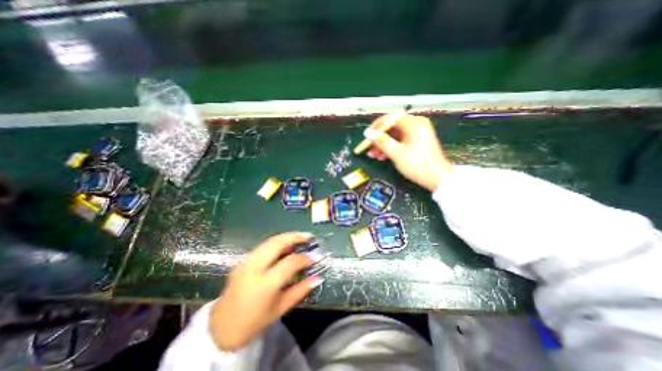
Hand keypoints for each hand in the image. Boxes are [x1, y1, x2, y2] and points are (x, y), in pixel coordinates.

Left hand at [209, 231, 323, 350]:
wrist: (222, 327)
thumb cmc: (255, 321)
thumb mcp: (281, 308)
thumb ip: (301, 291)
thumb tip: (318, 278)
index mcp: (265, 284)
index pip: (289, 263)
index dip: (304, 258)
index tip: (313, 258)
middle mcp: (254, 268)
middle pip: (277, 243)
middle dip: (294, 236)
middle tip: (308, 236)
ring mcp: (246, 262)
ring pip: (269, 241)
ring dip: (286, 237)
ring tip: (299, 237)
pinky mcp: (242, 260)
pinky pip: (263, 246)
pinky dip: (277, 242)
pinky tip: (285, 245)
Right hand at [362, 114, 454, 190]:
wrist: (438, 179)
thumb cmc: (417, 165)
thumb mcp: (397, 153)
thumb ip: (382, 141)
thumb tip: (368, 133)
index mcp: (414, 124)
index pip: (391, 118)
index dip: (377, 126)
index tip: (367, 136)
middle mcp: (416, 125)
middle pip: (392, 127)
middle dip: (379, 138)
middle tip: (369, 148)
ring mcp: (417, 134)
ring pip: (394, 135)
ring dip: (383, 144)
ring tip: (373, 155)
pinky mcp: (416, 142)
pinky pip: (400, 141)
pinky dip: (391, 147)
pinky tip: (382, 156)